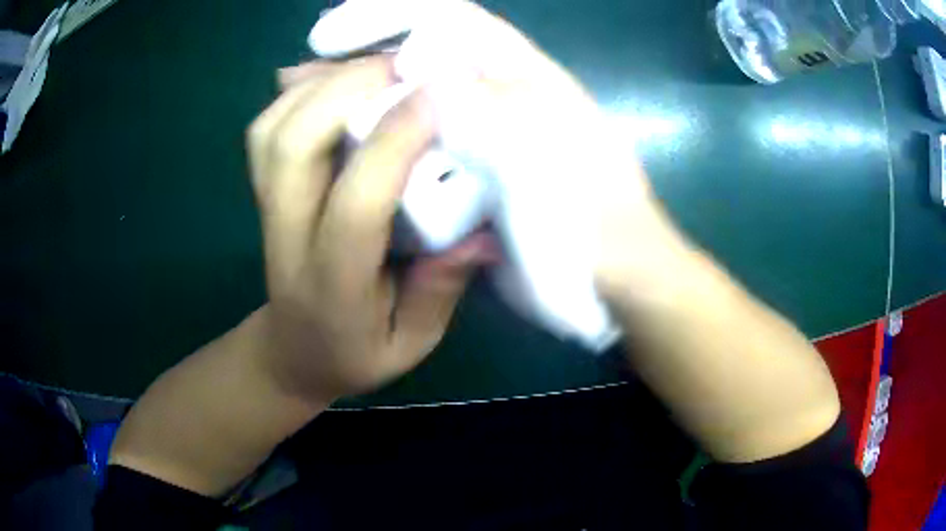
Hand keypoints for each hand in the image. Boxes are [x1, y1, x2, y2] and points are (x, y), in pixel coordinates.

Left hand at [248, 57, 493, 402]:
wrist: (293, 353)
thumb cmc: (356, 352)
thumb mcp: (410, 343)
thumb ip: (440, 290)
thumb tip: (482, 232)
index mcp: (331, 285)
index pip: (354, 204)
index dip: (393, 142)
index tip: (437, 96)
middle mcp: (287, 237)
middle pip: (293, 146)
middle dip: (348, 90)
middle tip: (408, 65)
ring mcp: (265, 209)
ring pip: (273, 128)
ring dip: (323, 84)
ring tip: (379, 66)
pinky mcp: (263, 191)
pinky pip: (267, 128)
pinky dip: (300, 92)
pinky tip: (340, 84)